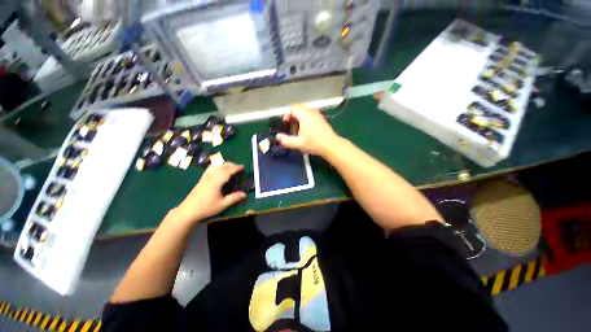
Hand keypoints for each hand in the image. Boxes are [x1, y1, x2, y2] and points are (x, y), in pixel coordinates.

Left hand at [174, 163, 246, 224]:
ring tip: (231, 167)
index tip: (243, 167)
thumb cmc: (206, 208)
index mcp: (217, 181)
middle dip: (232, 165)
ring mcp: (205, 177)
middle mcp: (211, 176)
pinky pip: (211, 168)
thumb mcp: (222, 204)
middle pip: (222, 166)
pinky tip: (219, 170)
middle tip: (239, 167)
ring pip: (216, 166)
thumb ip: (234, 198)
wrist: (188, 211)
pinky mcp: (202, 179)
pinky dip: (218, 166)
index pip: (228, 170)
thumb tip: (245, 194)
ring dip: (225, 164)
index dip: (236, 168)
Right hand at [276, 104, 339, 155]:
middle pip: (298, 109)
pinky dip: (305, 120)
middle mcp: (311, 111)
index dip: (287, 115)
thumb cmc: (314, 143)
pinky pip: (310, 115)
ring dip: (299, 119)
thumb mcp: (298, 143)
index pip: (292, 108)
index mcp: (304, 115)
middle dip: (292, 117)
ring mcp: (317, 114)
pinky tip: (306, 131)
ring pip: (304, 112)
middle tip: (291, 128)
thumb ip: (286, 140)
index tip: (286, 125)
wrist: (331, 145)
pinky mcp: (321, 119)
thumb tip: (277, 136)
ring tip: (298, 131)